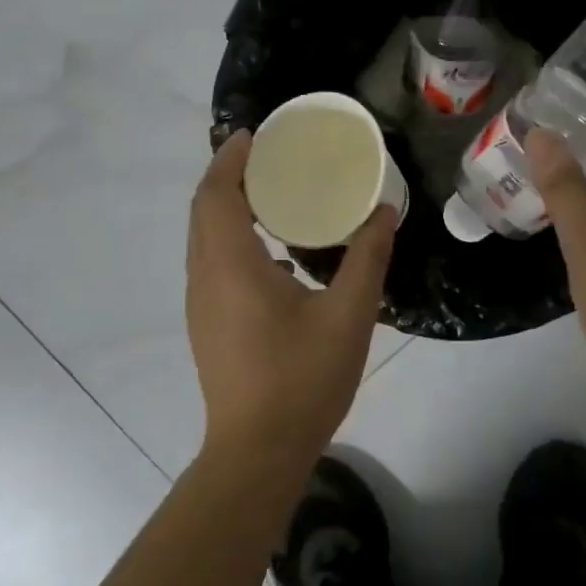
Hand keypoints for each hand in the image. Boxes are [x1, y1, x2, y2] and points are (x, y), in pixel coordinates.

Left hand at [186, 130, 396, 471]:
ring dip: (229, 207)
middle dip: (229, 175)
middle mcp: (205, 277)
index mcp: (231, 265)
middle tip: (270, 156)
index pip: (218, 193)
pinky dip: (233, 239)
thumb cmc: (302, 378)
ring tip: (273, 194)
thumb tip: (384, 211)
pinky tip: (276, 254)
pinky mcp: (208, 325)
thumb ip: (367, 256)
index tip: (255, 133)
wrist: (258, 451)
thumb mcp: (350, 314)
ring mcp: (202, 304)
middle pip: (204, 210)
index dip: (231, 158)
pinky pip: (213, 263)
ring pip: (204, 238)